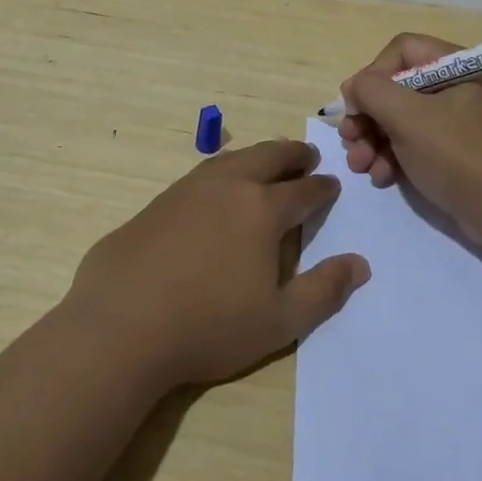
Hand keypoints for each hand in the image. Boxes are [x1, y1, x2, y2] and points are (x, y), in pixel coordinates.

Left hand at [66, 139, 370, 388]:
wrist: (121, 324)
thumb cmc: (208, 326)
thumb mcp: (279, 320)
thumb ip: (323, 290)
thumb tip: (360, 264)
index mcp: (262, 210)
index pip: (303, 190)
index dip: (322, 187)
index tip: (332, 185)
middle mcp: (228, 187)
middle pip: (268, 157)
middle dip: (293, 154)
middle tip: (307, 156)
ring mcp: (188, 189)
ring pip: (232, 159)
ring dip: (257, 156)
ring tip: (267, 162)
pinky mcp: (158, 202)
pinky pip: (202, 174)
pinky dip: (224, 170)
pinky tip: (218, 187)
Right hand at [336, 33, 481, 249]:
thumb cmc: (461, 157)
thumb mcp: (409, 118)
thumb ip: (372, 92)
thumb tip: (353, 88)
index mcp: (457, 67)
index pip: (402, 51)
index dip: (373, 74)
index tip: (356, 106)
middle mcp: (458, 88)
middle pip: (398, 88)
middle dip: (368, 116)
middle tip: (349, 140)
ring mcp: (459, 124)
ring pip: (402, 120)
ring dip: (374, 141)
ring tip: (360, 166)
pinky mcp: (456, 155)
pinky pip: (416, 145)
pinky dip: (393, 158)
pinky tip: (381, 178)